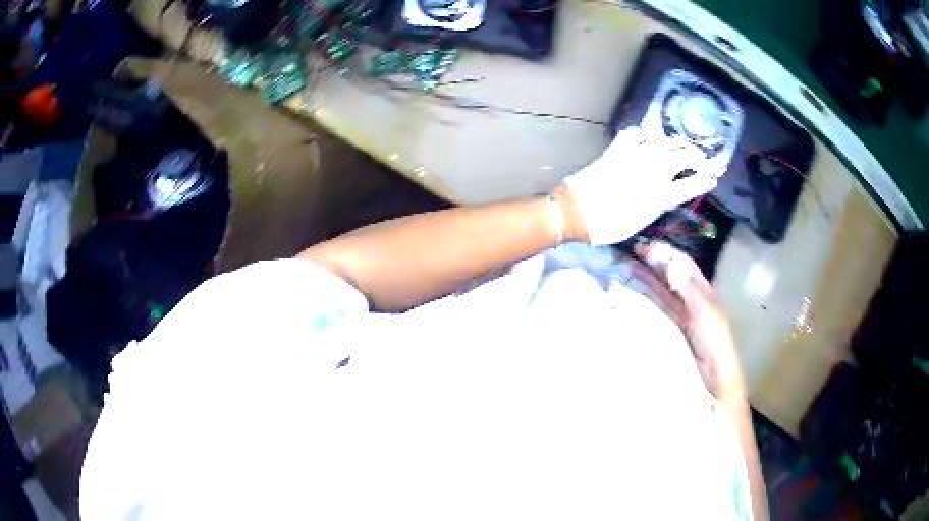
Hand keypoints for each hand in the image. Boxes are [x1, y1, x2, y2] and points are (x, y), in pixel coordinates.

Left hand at [561, 126, 718, 245]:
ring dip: (675, 143)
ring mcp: (635, 157)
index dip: (707, 177)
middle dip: (698, 156)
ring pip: (663, 141)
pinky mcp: (617, 149)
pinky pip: (636, 134)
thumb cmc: (610, 226)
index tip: (714, 174)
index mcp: (662, 195)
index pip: (693, 182)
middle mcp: (654, 172)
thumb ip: (660, 203)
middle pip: (684, 156)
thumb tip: (671, 191)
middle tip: (701, 158)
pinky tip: (647, 140)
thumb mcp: (643, 221)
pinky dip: (645, 136)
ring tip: (680, 146)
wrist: (578, 212)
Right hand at [634, 241, 746, 402]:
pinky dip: (645, 300)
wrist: (713, 378)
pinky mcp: (670, 331)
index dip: (667, 253)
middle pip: (671, 276)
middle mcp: (692, 300)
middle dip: (654, 263)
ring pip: (662, 292)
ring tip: (626, 267)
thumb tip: (670, 261)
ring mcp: (680, 317)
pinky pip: (657, 310)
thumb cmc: (714, 342)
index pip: (684, 265)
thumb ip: (688, 288)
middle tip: (630, 252)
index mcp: (705, 291)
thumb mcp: (705, 311)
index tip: (645, 245)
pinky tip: (632, 294)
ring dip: (646, 279)